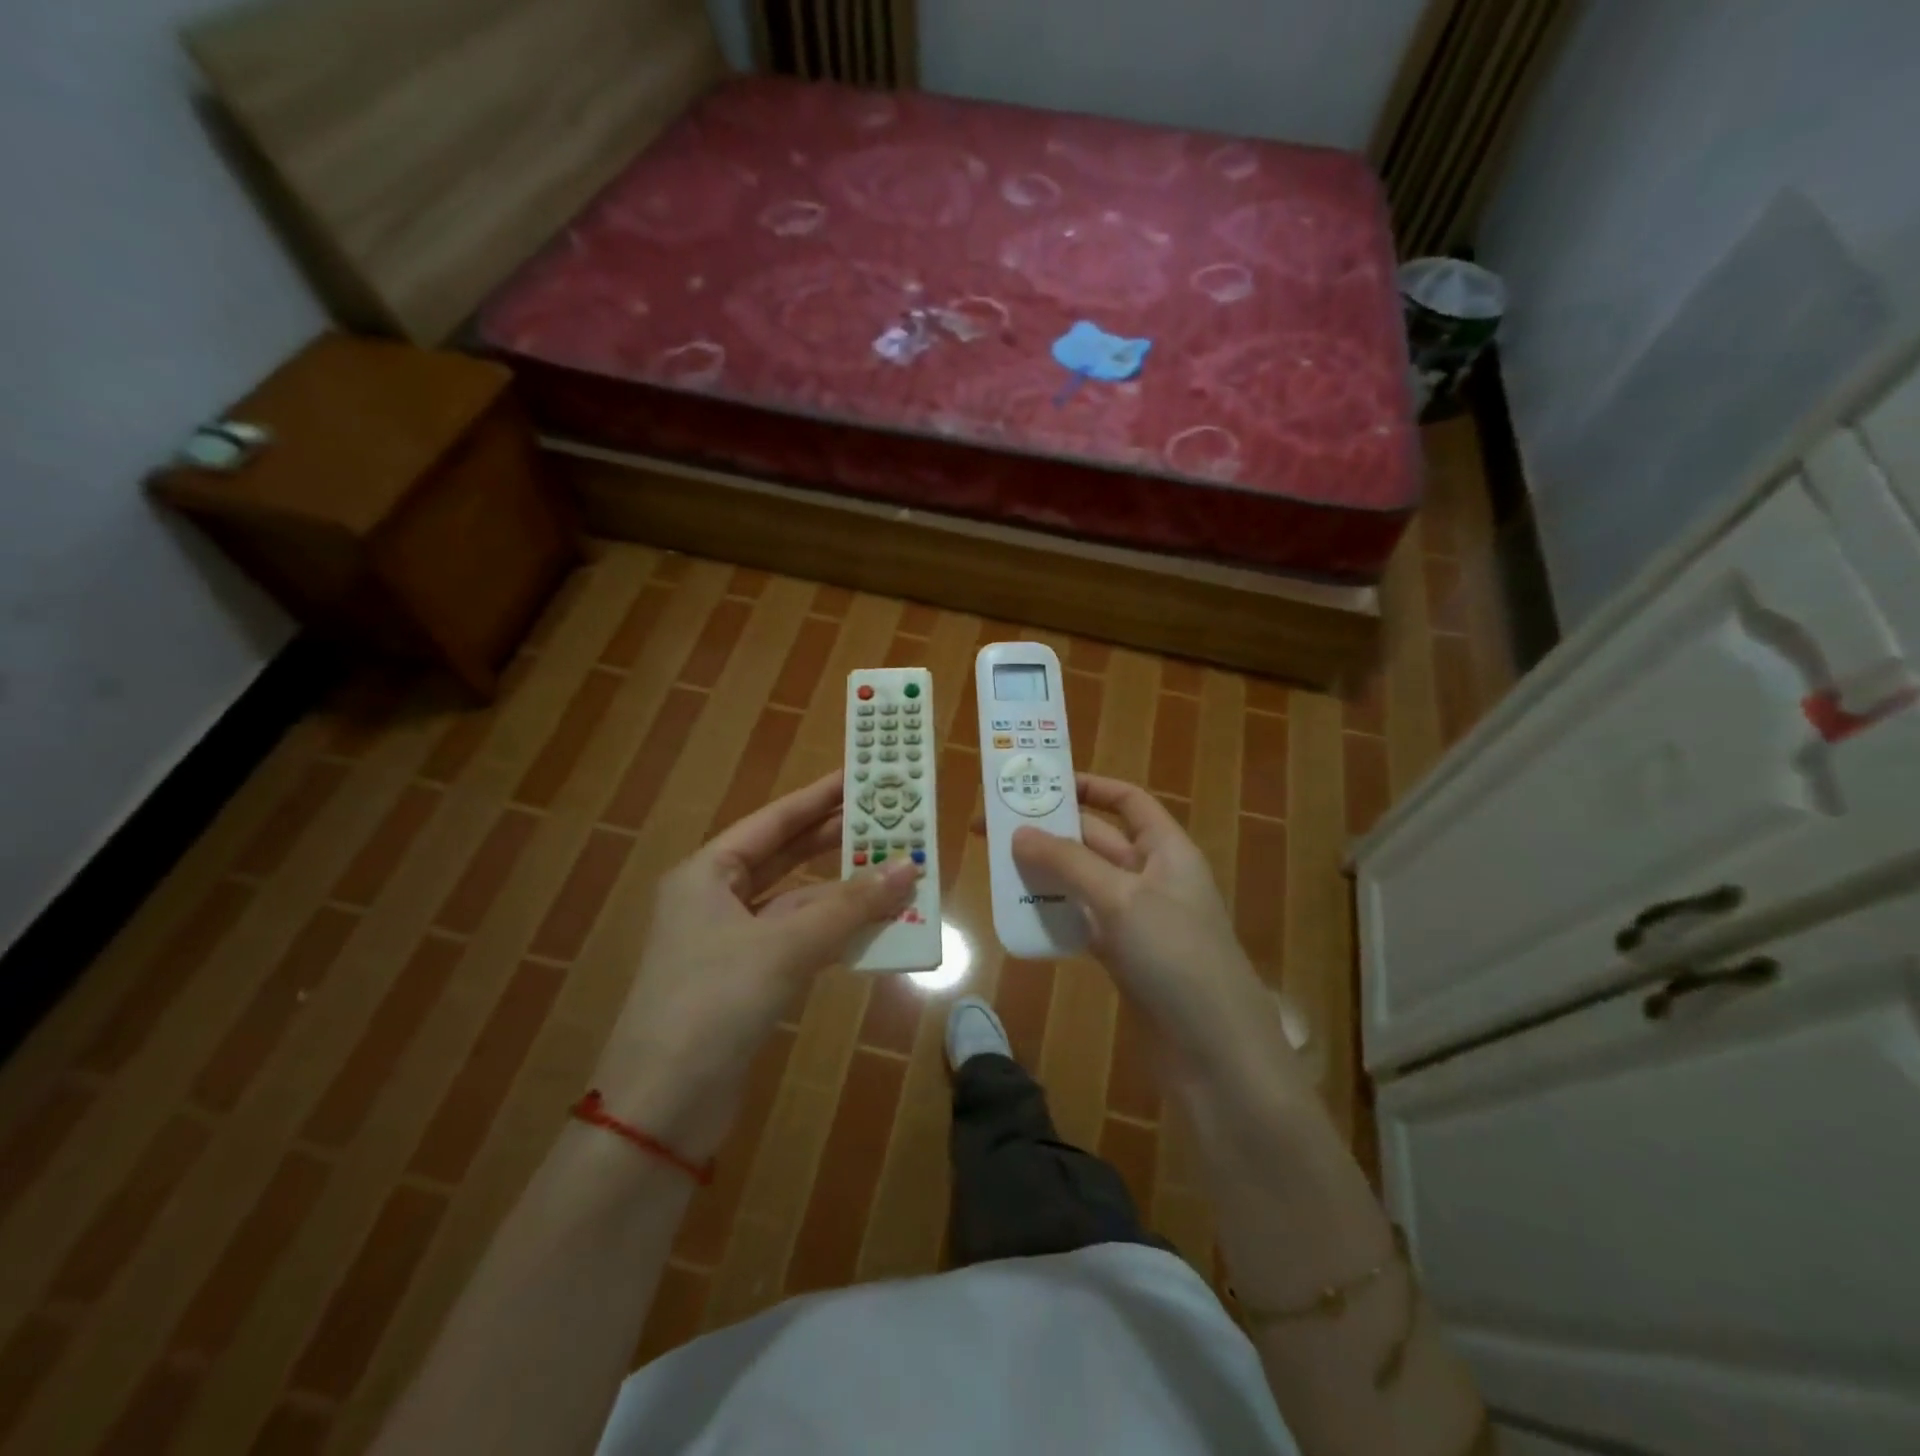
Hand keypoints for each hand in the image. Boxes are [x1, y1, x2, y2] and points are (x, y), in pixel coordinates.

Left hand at [596, 772, 918, 1159]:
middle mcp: (715, 900)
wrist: (662, 1108)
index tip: (861, 776)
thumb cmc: (713, 1003)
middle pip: (786, 857)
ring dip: (843, 893)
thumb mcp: (785, 947)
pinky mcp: (748, 980)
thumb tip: (909, 867)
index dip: (819, 797)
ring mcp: (731, 942)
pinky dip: (835, 932)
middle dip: (835, 841)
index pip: (774, 821)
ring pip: (797, 902)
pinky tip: (874, 926)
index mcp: (707, 874)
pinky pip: (800, 940)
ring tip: (895, 872)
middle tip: (888, 820)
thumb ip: (849, 906)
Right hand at [1010, 774, 1298, 1100]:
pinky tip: (1022, 914)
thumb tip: (1018, 832)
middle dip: (1052, 830)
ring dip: (1048, 873)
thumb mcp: (1121, 899)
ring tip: (998, 866)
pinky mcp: (1124, 957)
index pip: (1128, 801)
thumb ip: (1068, 863)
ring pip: (1085, 882)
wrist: (1214, 1052)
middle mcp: (1153, 877)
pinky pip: (1083, 921)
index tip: (1041, 782)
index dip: (1090, 786)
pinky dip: (1056, 914)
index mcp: (1167, 850)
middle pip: (1098, 840)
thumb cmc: (1176, 957)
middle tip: (997, 826)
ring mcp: (1138, 919)